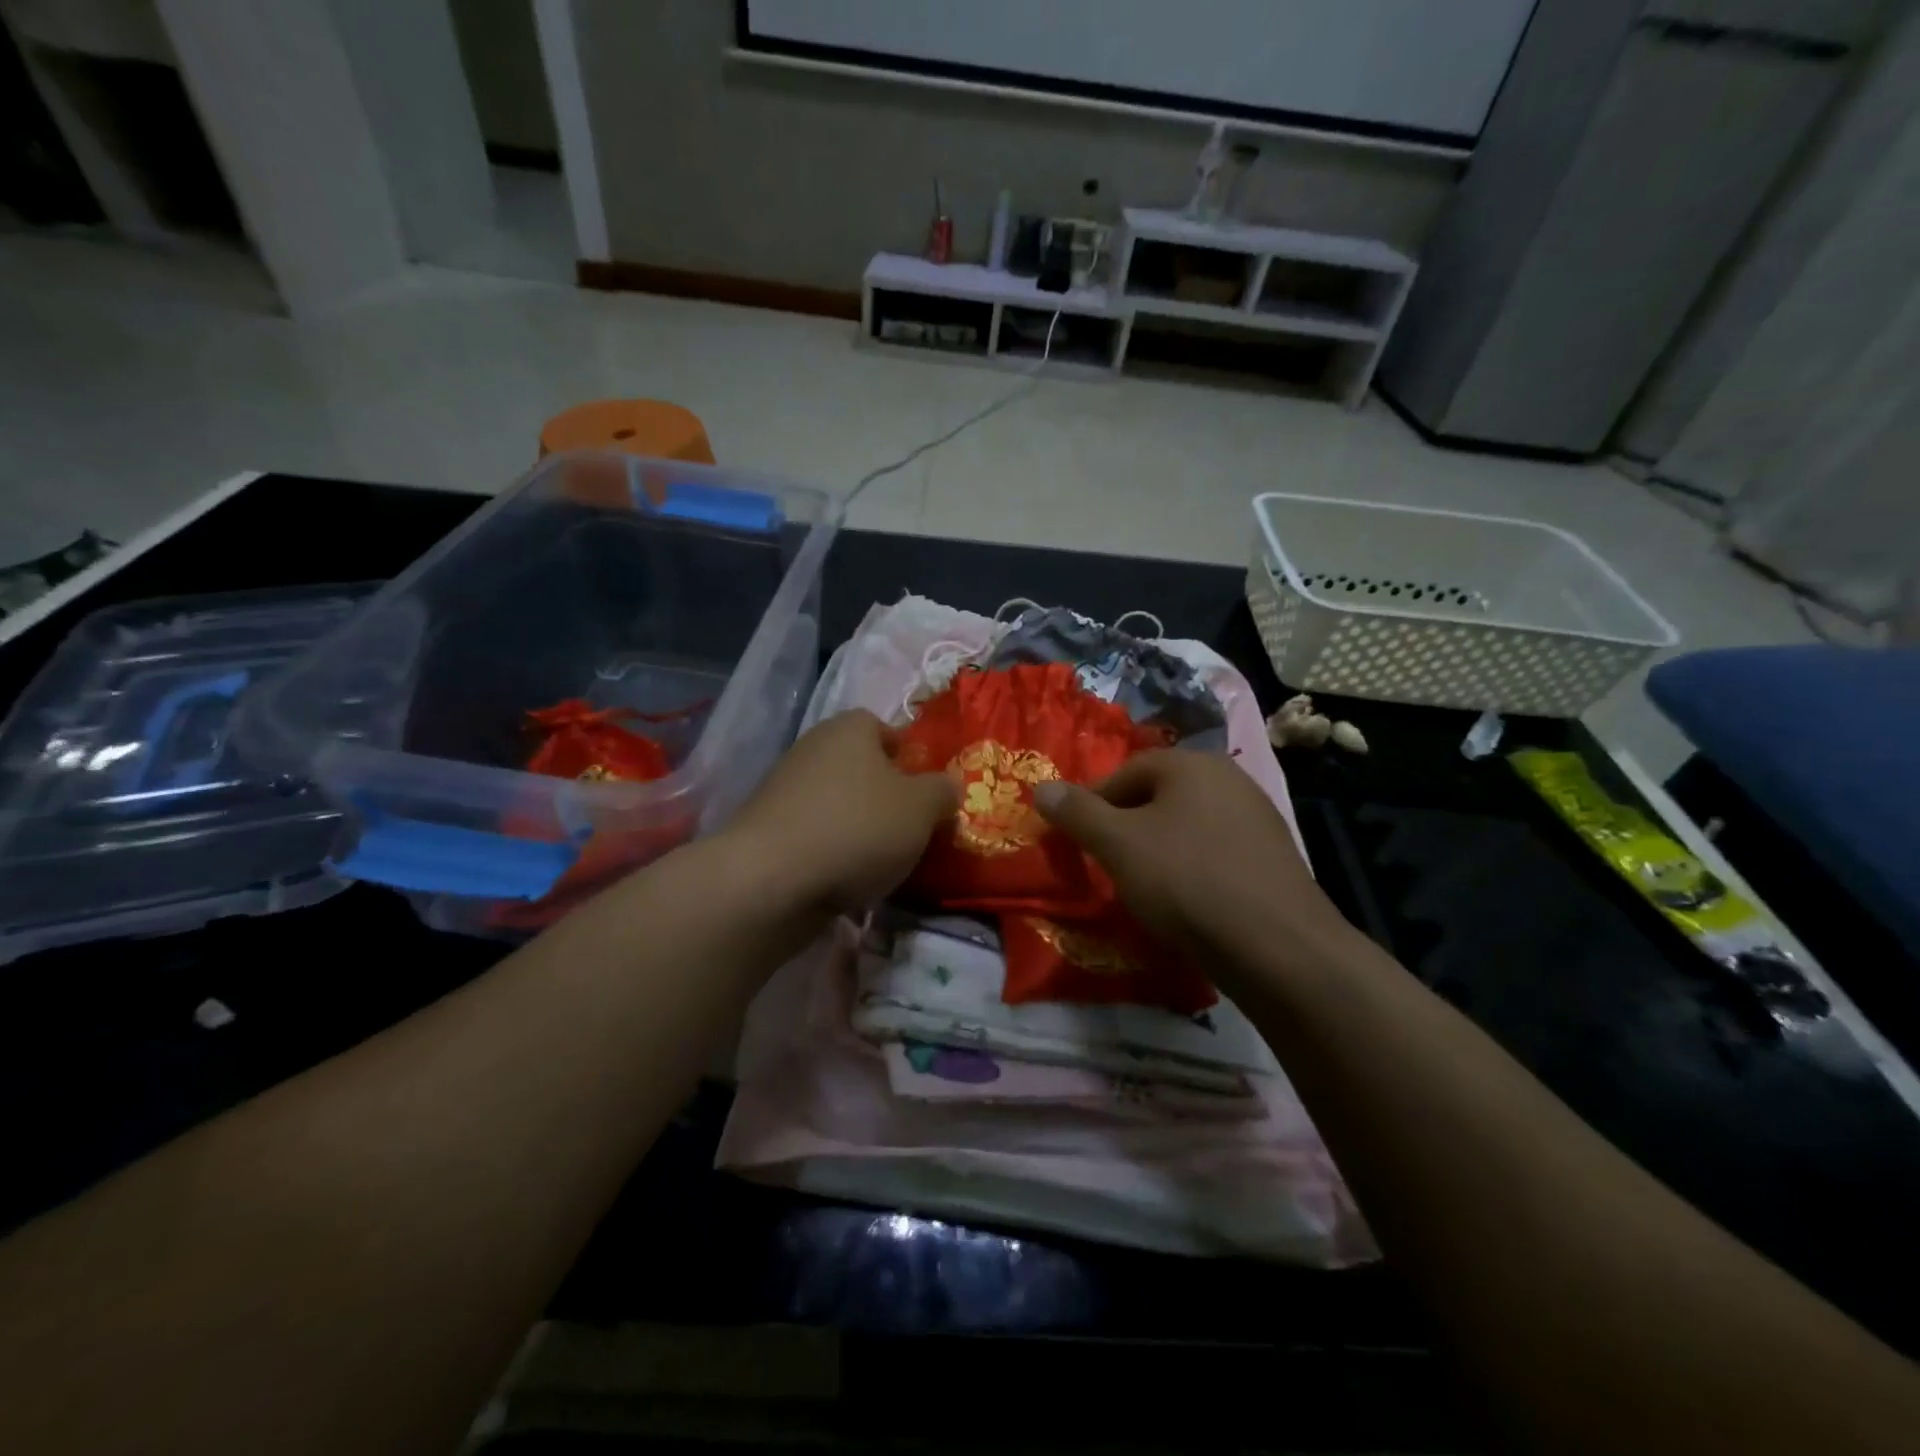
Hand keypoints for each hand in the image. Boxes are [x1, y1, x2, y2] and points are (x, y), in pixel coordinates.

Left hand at [725, 710, 957, 915]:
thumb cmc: (858, 828)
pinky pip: (814, 834)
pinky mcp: (766, 830)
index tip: (925, 790)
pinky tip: (846, 879)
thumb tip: (947, 786)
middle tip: (910, 827)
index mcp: (849, 729)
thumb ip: (943, 791)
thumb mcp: (922, 808)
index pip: (884, 727)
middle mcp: (812, 748)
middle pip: (860, 767)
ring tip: (881, 861)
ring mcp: (783, 789)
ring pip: (837, 803)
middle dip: (885, 795)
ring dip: (859, 826)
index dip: (908, 755)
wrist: (770, 880)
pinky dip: (832, 851)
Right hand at [1034, 749, 1345, 962]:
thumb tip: (1042, 787)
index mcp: (1192, 764)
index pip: (1127, 771)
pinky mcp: (1273, 857)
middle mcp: (1230, 778)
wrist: (1277, 946)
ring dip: (1159, 848)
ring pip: (1188, 825)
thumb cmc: (1186, 881)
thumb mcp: (1118, 844)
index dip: (1094, 803)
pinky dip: (1192, 868)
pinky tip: (1186, 901)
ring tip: (1143, 886)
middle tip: (1108, 863)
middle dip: (1127, 826)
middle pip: (1159, 796)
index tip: (1078, 840)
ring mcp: (1258, 818)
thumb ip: (1077, 812)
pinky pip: (1216, 852)